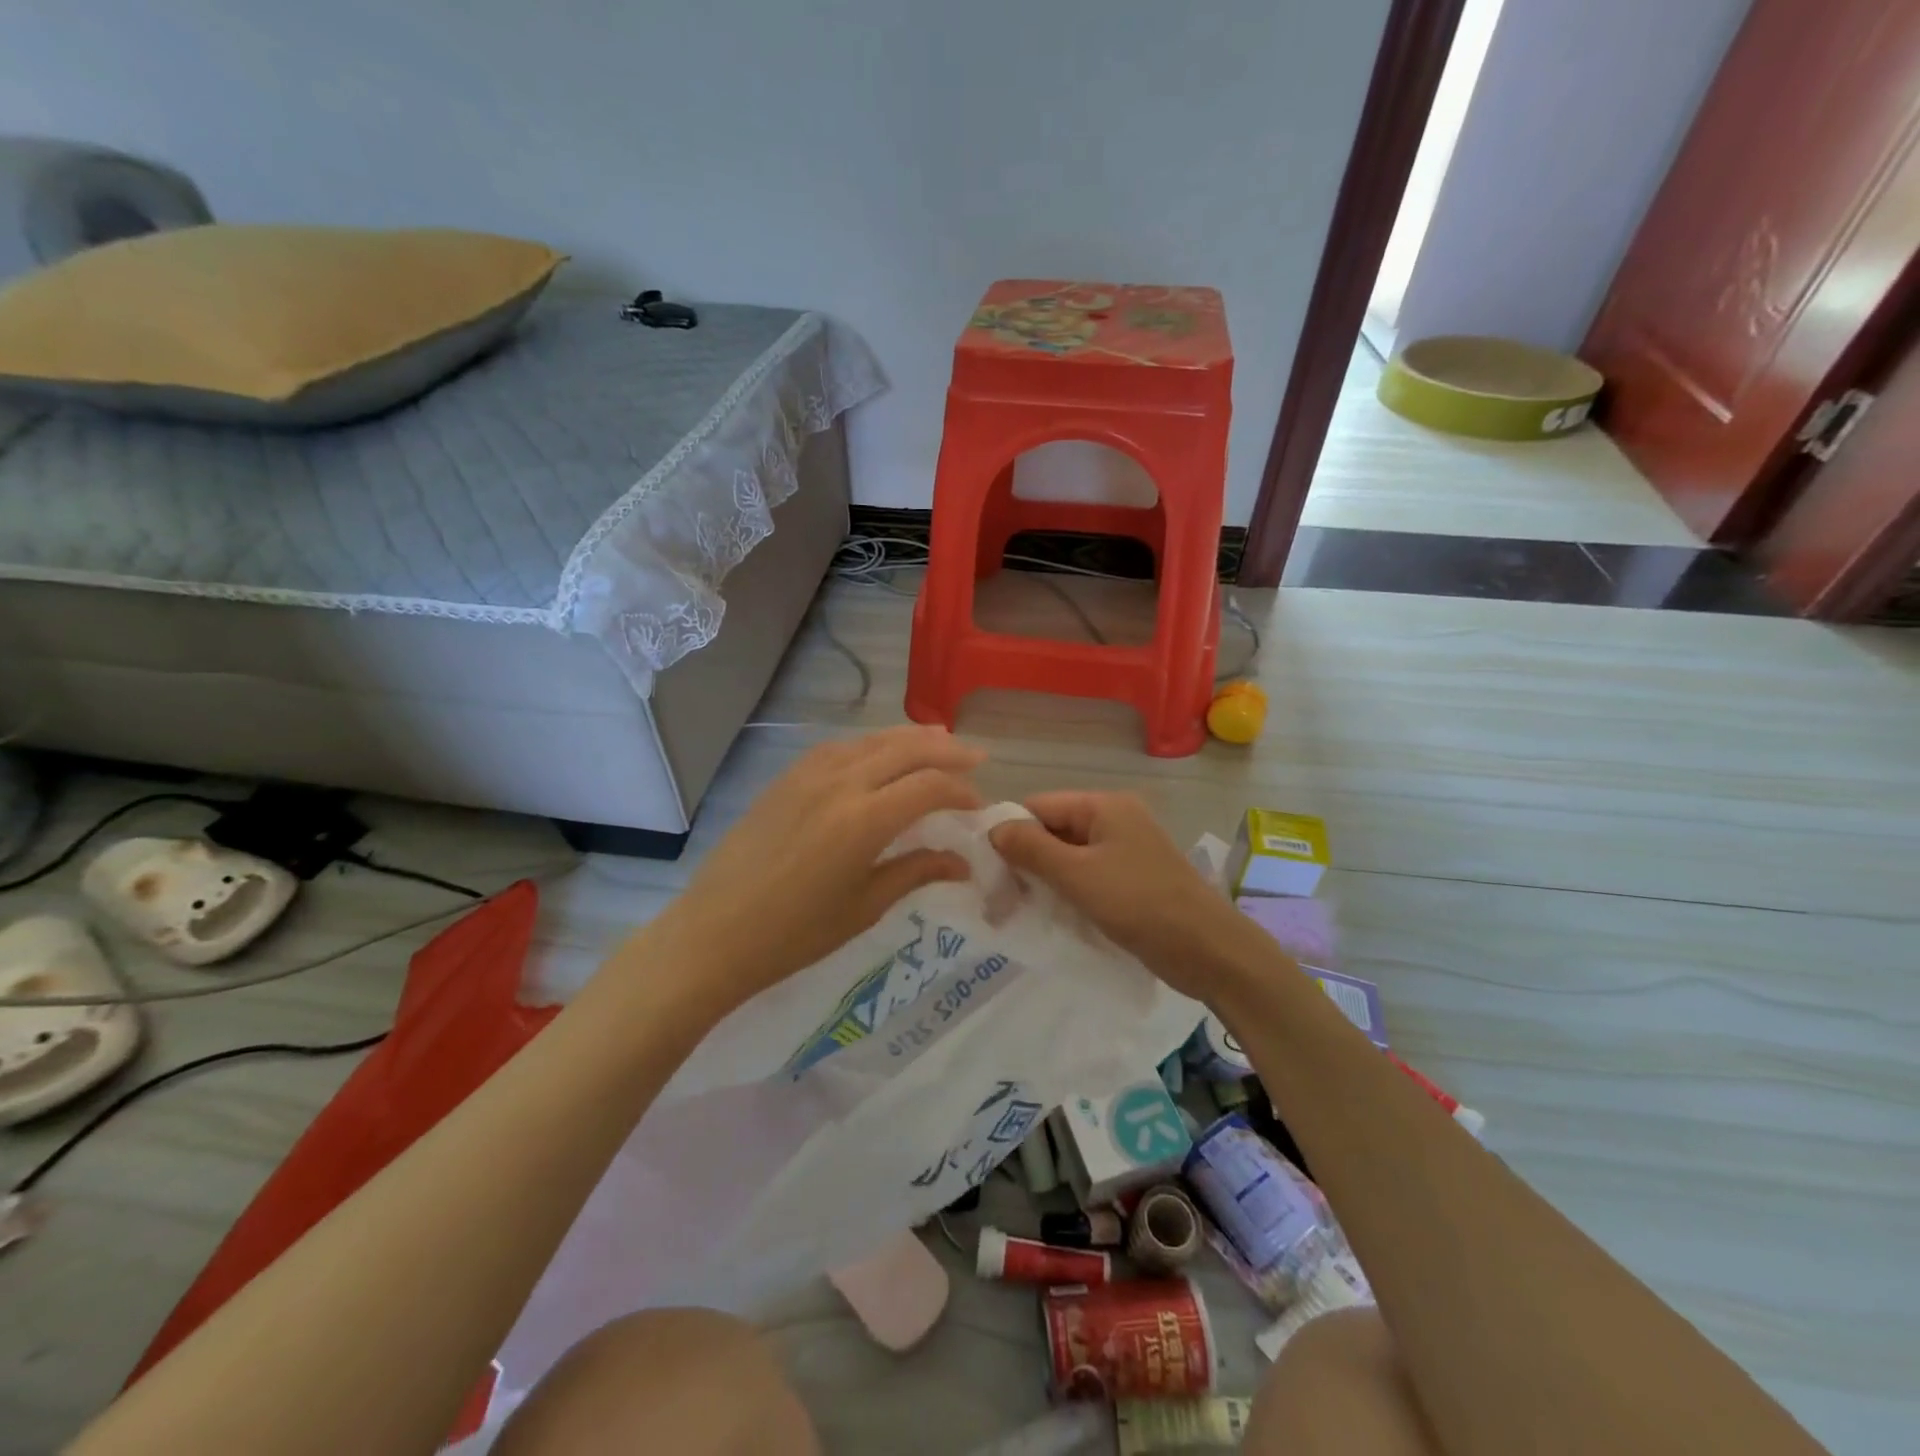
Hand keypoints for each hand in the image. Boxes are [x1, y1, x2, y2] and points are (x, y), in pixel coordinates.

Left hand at [634, 726, 984, 1016]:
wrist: (714, 933)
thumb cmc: (795, 934)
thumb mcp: (864, 907)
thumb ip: (916, 872)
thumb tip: (962, 863)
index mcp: (864, 820)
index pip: (929, 786)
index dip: (961, 791)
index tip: (978, 806)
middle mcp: (840, 783)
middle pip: (906, 749)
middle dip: (947, 750)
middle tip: (976, 757)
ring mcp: (808, 774)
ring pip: (871, 740)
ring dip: (910, 738)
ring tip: (939, 739)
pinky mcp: (786, 778)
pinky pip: (839, 746)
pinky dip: (871, 743)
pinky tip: (880, 752)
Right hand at [989, 791, 1270, 999]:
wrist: (1210, 951)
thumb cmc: (1141, 904)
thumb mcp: (1078, 875)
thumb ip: (1032, 849)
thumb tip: (993, 828)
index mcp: (1104, 806)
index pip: (1040, 805)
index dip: (1010, 831)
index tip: (985, 867)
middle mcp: (1115, 820)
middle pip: (1054, 830)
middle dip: (1024, 860)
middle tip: (996, 897)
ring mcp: (1126, 851)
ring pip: (1069, 857)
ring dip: (1043, 880)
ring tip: (1014, 911)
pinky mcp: (1132, 880)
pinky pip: (1087, 877)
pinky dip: (1066, 892)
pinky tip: (1047, 915)